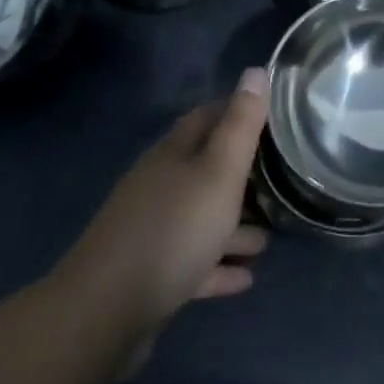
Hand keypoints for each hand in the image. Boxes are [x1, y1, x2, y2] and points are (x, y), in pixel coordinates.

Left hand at [66, 68, 270, 338]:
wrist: (104, 313)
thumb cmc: (173, 230)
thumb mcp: (218, 171)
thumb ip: (240, 124)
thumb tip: (257, 70)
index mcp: (174, 153)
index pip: (208, 116)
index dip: (238, 111)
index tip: (273, 118)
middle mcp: (160, 184)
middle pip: (205, 168)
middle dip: (241, 173)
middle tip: (280, 180)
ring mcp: (151, 229)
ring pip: (201, 218)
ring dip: (234, 226)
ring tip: (269, 239)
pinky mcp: (148, 274)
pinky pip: (193, 262)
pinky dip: (218, 265)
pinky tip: (245, 278)